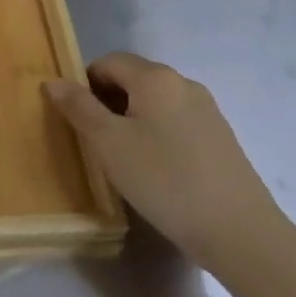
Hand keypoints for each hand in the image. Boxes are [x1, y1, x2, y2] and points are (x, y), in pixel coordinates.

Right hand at [45, 54, 286, 279]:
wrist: (242, 234)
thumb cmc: (165, 181)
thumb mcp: (109, 144)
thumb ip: (79, 107)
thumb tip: (53, 81)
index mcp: (155, 77)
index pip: (107, 62)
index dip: (85, 85)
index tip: (79, 121)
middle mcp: (183, 83)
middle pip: (133, 79)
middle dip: (109, 102)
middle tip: (98, 142)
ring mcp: (208, 111)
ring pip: (156, 102)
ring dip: (134, 120)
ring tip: (127, 160)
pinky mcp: (222, 138)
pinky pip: (178, 123)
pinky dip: (159, 135)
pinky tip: (160, 172)